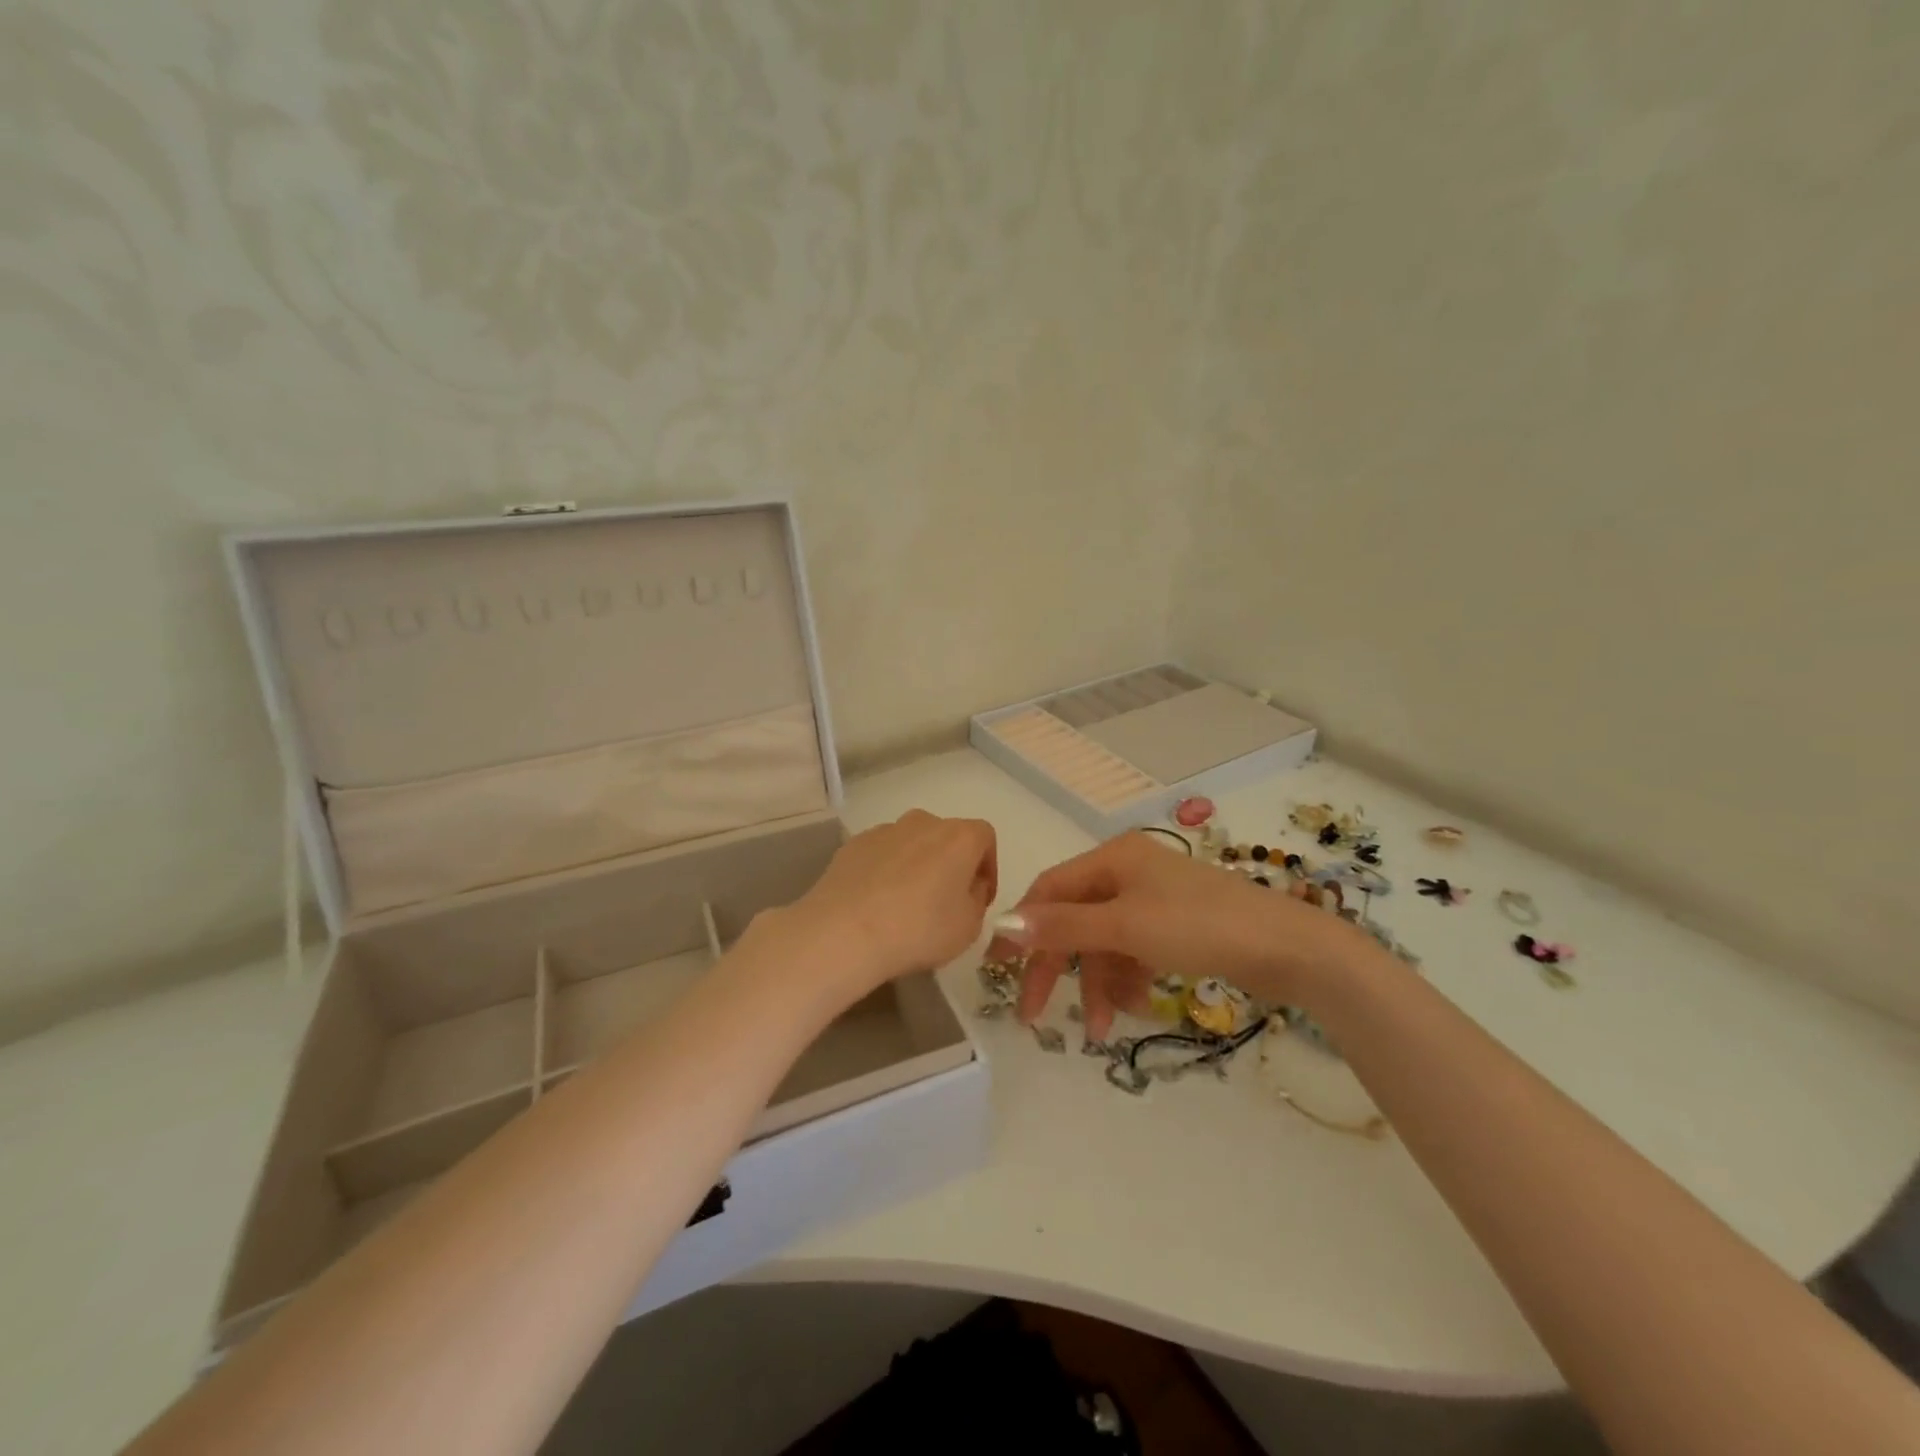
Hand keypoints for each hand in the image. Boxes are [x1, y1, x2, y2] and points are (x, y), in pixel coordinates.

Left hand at [780, 809, 997, 999]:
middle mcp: (923, 822)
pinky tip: (877, 903)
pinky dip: (886, 871)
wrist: (844, 931)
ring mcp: (885, 830)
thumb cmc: (919, 929)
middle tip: (945, 901)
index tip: (980, 897)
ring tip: (906, 904)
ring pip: (912, 844)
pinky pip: (882, 854)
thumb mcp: (968, 927)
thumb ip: (976, 900)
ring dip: (917, 866)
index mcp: (959, 836)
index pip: (985, 837)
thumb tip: (968, 888)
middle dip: (951, 864)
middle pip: (947, 837)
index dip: (988, 867)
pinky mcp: (853, 844)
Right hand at [992, 832, 1374, 1038]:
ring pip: (1104, 943)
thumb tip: (1003, 922)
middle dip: (1058, 967)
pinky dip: (1127, 980)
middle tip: (1036, 1014)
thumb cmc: (1199, 926)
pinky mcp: (1174, 927)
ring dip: (1098, 985)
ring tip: (1102, 1030)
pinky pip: (1133, 952)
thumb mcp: (1124, 926)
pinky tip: (1136, 1007)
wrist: (1288, 948)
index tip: (998, 970)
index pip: (1049, 890)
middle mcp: (1127, 872)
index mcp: (1111, 857)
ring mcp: (1152, 900)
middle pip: (1074, 920)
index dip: (1021, 928)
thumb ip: (1063, 926)